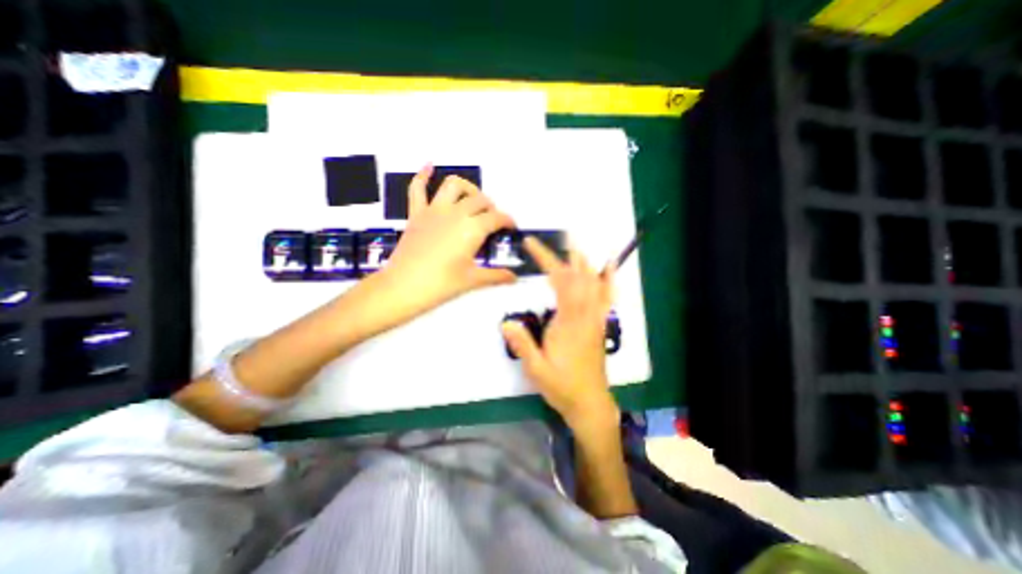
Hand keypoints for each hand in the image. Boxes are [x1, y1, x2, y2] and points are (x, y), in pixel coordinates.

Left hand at [374, 165, 520, 327]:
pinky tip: (429, 166)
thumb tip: (515, 278)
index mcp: (473, 228)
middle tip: (492, 222)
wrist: (403, 287)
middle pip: (480, 201)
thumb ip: (496, 276)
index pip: (497, 218)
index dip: (508, 221)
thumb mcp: (472, 280)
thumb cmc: (441, 285)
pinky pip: (417, 188)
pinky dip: (423, 175)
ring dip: (467, 188)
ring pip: (454, 185)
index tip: (511, 228)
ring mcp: (434, 210)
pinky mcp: (416, 213)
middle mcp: (456, 213)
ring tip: (472, 200)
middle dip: (491, 208)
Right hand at [503, 234, 617, 429]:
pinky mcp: (600, 324)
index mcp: (567, 323)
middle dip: (565, 255)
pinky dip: (608, 279)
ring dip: (585, 262)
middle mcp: (584, 315)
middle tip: (558, 236)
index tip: (531, 244)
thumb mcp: (536, 369)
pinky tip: (609, 267)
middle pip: (577, 278)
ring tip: (577, 244)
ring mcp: (595, 318)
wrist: (589, 402)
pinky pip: (606, 297)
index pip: (559, 283)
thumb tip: (505, 322)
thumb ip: (522, 345)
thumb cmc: (561, 386)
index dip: (546, 260)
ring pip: (593, 283)